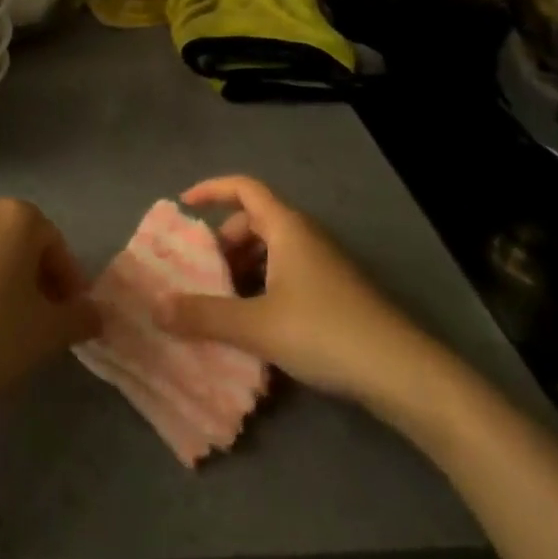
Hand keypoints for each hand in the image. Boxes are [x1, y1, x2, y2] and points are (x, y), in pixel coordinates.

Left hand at [0, 197, 101, 416]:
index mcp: (17, 218)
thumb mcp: (49, 334)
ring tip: (1, 329)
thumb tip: (94, 314)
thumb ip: (80, 318)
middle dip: (34, 278)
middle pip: (19, 244)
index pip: (55, 245)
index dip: (68, 281)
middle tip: (40, 321)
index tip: (70, 316)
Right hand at [154, 175, 423, 404]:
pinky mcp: (333, 292)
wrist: (400, 370)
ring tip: (221, 306)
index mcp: (286, 227)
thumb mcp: (257, 325)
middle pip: (254, 222)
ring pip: (271, 253)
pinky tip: (254, 328)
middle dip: (223, 243)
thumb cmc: (324, 331)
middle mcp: (304, 236)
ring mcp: (322, 264)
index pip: (244, 187)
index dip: (211, 189)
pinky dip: (263, 290)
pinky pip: (286, 276)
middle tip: (201, 275)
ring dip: (242, 271)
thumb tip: (157, 308)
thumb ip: (205, 316)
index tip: (184, 205)